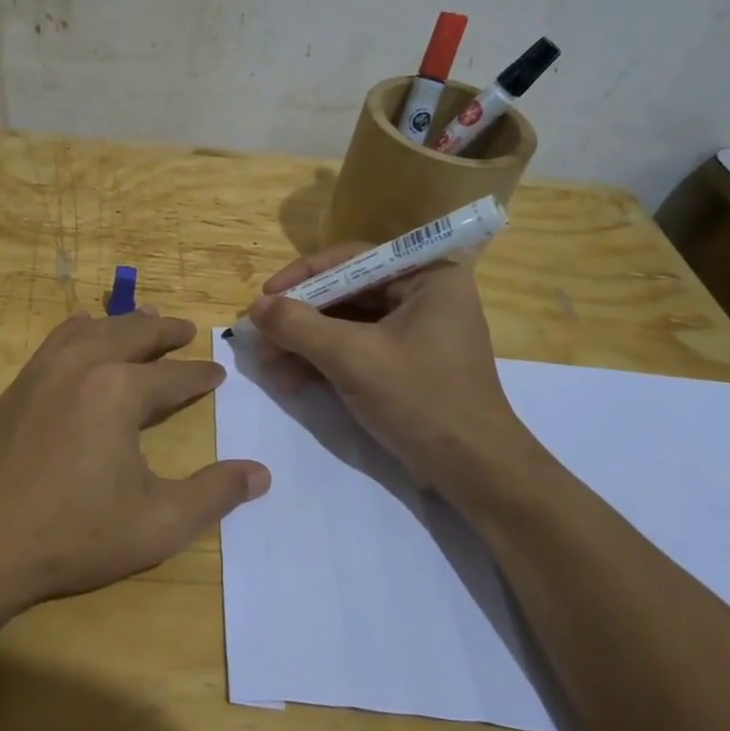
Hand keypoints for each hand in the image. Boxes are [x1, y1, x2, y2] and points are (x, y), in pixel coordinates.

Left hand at [0, 308, 269, 610]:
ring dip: (122, 322)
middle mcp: (82, 366)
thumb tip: (260, 474)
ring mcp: (42, 371)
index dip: (200, 376)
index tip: (216, 373)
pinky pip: (56, 340)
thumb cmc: (73, 535)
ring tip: (142, 319)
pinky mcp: (16, 387)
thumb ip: (213, 494)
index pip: (173, 376)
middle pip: (132, 333)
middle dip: (164, 331)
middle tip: (186, 330)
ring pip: (91, 329)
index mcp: (119, 391)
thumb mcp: (157, 524)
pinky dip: (80, 330)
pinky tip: (81, 335)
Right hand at [245, 247, 531, 488]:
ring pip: (346, 324)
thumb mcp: (352, 357)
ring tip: (270, 368)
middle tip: (261, 338)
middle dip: (300, 319)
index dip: (304, 275)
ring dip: (305, 344)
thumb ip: (298, 325)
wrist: (474, 472)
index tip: (265, 297)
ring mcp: (416, 332)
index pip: (354, 259)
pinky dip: (323, 361)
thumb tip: (255, 307)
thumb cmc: (420, 399)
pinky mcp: (407, 364)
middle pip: (346, 292)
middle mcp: (425, 295)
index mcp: (429, 277)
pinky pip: (356, 349)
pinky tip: (292, 381)